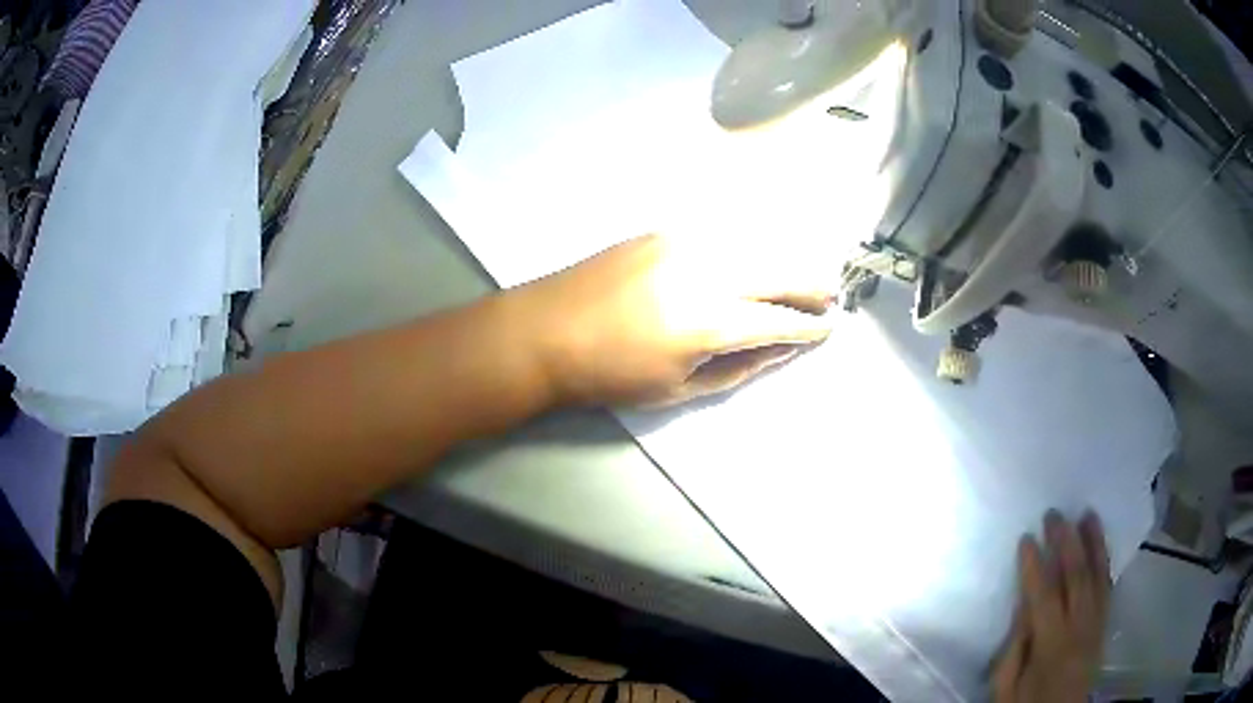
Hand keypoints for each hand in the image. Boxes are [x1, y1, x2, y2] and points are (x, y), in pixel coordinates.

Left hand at [512, 234, 834, 407]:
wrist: (545, 331)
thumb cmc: (610, 374)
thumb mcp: (678, 388)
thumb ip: (738, 367)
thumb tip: (780, 349)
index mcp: (708, 321)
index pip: (778, 319)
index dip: (808, 326)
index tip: (829, 328)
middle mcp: (704, 271)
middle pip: (775, 272)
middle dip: (809, 285)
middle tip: (830, 296)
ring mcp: (682, 243)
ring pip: (752, 246)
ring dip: (781, 262)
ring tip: (799, 279)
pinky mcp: (662, 231)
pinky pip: (720, 236)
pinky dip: (746, 248)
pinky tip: (753, 260)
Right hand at [993, 511, 1110, 702]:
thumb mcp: (1007, 688)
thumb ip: (1015, 648)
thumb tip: (1024, 604)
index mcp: (1052, 648)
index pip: (1044, 598)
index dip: (1034, 566)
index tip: (1026, 538)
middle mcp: (1081, 631)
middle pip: (1077, 579)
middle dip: (1066, 543)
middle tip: (1055, 514)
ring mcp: (1097, 627)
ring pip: (1099, 578)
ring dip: (1093, 544)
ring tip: (1087, 514)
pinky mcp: (1104, 628)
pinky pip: (1108, 589)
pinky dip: (1105, 564)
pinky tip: (1101, 546)